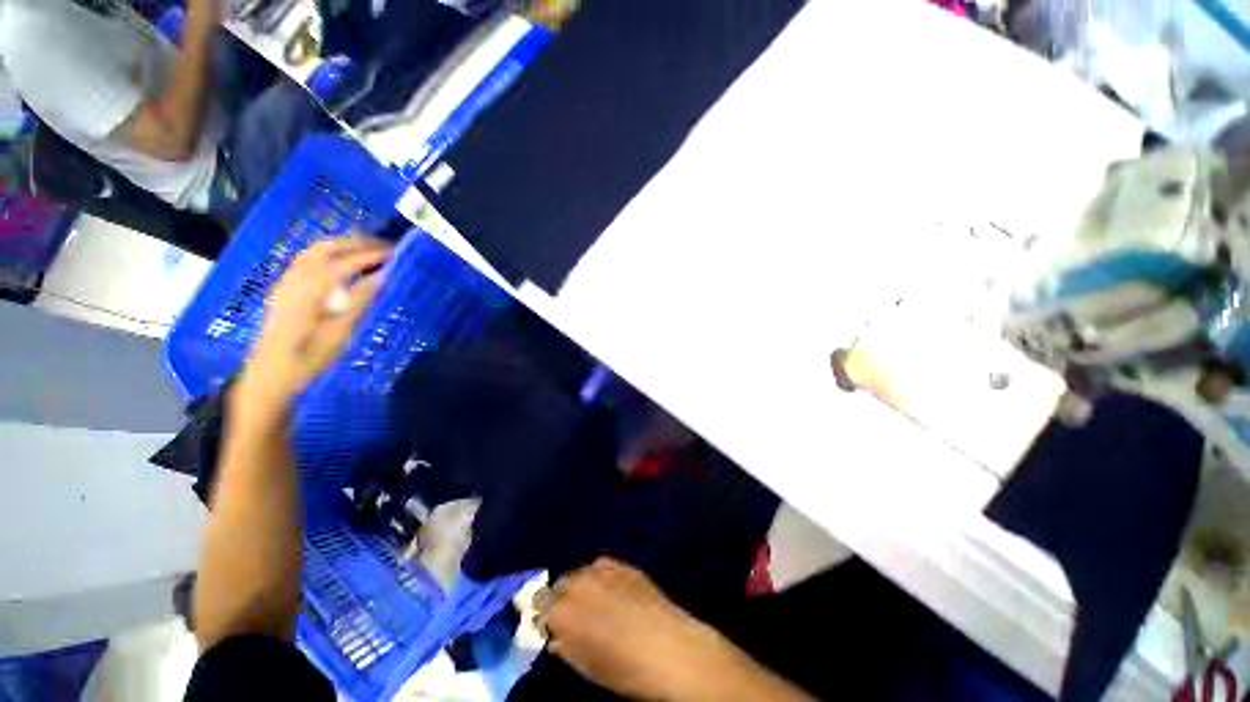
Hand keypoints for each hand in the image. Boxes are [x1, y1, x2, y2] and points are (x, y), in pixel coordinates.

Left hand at [236, 237, 391, 416]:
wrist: (271, 374)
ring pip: (315, 251)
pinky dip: (329, 254)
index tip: (397, 253)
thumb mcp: (341, 332)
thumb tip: (383, 277)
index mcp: (312, 288)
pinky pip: (307, 260)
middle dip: (359, 243)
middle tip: (386, 249)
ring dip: (343, 245)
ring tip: (368, 251)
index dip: (373, 254)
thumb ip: (361, 300)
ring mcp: (288, 282)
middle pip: (328, 248)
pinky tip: (341, 263)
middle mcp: (297, 278)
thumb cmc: (311, 357)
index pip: (347, 261)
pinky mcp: (285, 289)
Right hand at [540, 558, 740, 700]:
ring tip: (590, 602)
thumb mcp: (588, 665)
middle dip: (561, 598)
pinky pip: (602, 566)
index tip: (549, 627)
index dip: (545, 619)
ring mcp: (603, 570)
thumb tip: (557, 639)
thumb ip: (566, 647)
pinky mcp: (623, 564)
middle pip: (560, 585)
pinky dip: (599, 576)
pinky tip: (608, 589)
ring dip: (580, 585)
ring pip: (580, 572)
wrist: (669, 648)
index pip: (542, 609)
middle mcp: (579, 584)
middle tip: (570, 615)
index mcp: (564, 612)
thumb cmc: (625, 667)